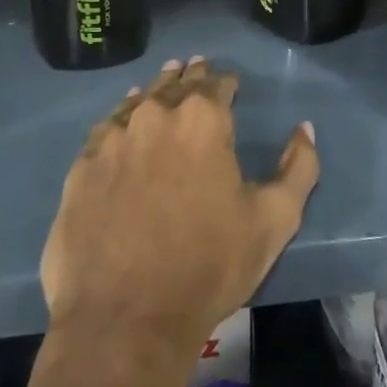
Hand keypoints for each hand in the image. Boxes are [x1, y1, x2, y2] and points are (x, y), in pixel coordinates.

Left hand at [41, 58, 319, 362]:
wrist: (125, 320)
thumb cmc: (209, 267)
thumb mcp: (274, 221)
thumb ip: (299, 168)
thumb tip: (304, 128)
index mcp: (202, 119)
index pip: (217, 84)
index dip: (226, 82)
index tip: (230, 83)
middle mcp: (155, 114)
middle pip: (176, 85)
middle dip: (190, 76)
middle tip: (195, 66)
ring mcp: (113, 137)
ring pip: (139, 101)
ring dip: (155, 91)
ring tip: (164, 82)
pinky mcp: (82, 165)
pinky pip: (106, 129)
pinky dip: (120, 119)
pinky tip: (124, 122)